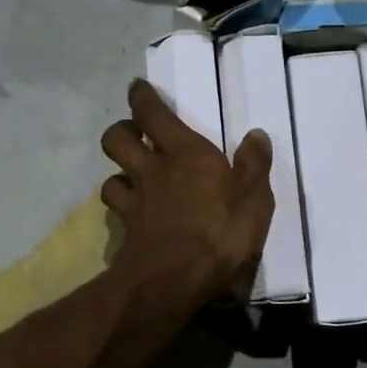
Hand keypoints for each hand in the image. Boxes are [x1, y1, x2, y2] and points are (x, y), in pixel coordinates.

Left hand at [99, 79, 274, 310]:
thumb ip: (254, 165)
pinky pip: (116, 209)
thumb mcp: (254, 199)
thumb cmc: (220, 232)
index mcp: (185, 153)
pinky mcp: (126, 231)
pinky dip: (121, 206)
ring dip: (118, 172)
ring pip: (110, 176)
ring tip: (131, 177)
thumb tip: (256, 135)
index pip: (153, 114)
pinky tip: (132, 213)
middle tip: (133, 133)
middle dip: (121, 130)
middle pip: (117, 139)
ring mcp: (135, 201)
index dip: (142, 98)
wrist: (175, 279)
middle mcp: (152, 170)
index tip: (137, 88)